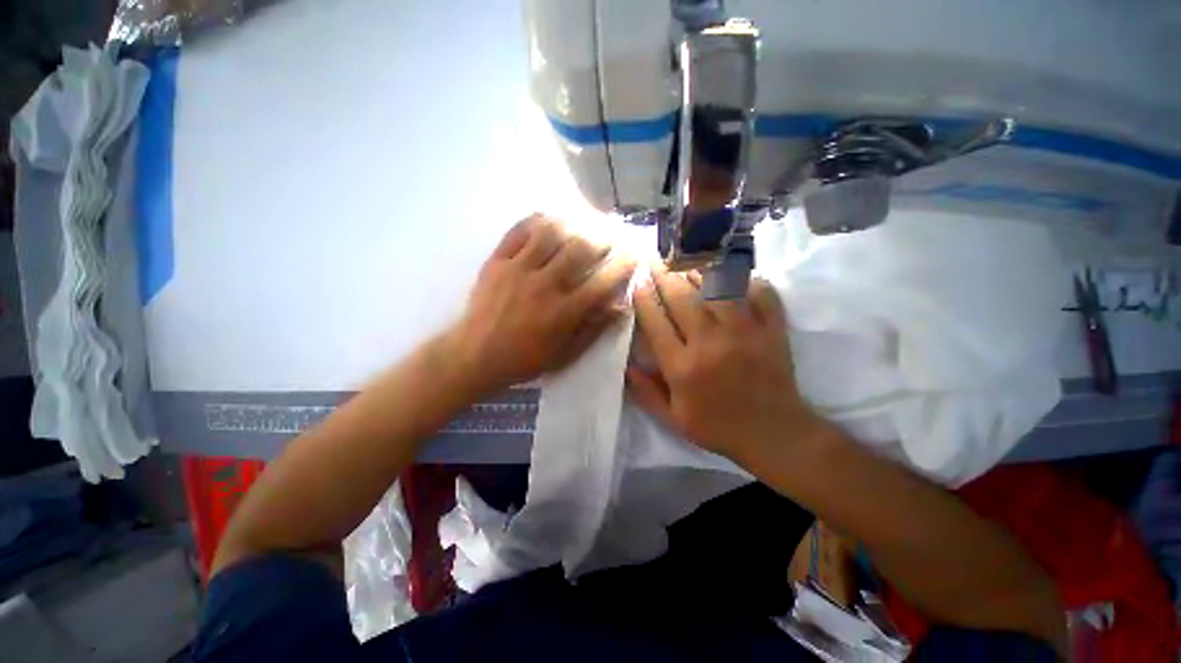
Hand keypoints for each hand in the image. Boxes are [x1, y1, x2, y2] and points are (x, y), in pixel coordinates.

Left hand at [443, 214, 635, 395]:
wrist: (474, 355)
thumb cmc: (524, 359)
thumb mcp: (564, 354)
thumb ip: (593, 329)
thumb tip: (620, 307)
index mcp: (564, 311)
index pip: (603, 281)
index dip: (623, 264)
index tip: (633, 254)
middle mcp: (545, 285)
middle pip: (581, 248)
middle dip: (602, 237)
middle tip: (610, 235)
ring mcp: (518, 269)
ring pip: (551, 233)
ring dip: (572, 224)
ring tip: (581, 223)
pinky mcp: (497, 261)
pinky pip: (519, 231)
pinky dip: (537, 221)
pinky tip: (548, 220)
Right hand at [626, 267, 819, 462]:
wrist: (774, 435)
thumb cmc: (718, 427)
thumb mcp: (673, 420)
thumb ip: (646, 393)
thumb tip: (627, 366)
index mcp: (682, 367)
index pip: (655, 323)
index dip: (643, 298)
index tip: (637, 282)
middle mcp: (710, 343)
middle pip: (681, 298)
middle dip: (664, 275)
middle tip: (655, 260)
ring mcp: (744, 333)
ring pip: (717, 289)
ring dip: (699, 270)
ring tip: (686, 258)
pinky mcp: (771, 330)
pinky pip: (760, 294)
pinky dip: (747, 279)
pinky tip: (734, 274)